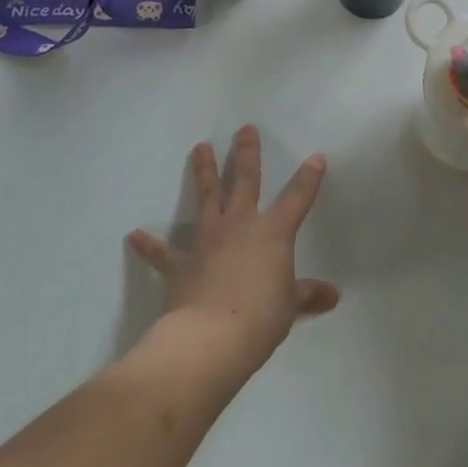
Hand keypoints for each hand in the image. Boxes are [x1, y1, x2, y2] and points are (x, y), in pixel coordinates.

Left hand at [127, 125, 339, 366]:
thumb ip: (307, 295)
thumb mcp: (289, 306)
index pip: (298, 198)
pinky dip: (149, 245)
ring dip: (204, 171)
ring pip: (207, 197)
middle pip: (245, 180)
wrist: (211, 337)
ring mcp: (208, 240)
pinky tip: (134, 235)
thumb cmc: (261, 318)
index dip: (309, 178)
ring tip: (200, 146)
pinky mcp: (181, 263)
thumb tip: (333, 295)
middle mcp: (240, 225)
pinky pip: (163, 252)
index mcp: (273, 233)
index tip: (316, 157)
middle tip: (244, 129)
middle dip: (247, 153)